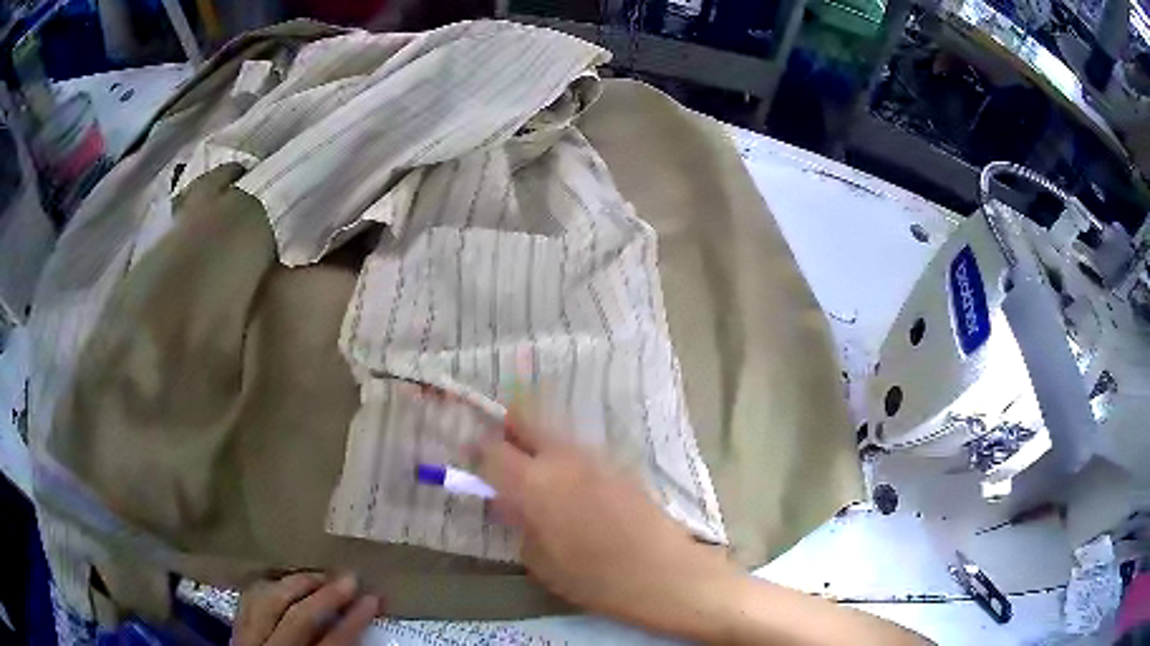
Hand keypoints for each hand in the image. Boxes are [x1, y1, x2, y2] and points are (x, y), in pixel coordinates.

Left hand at [232, 573, 380, 645]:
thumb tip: (362, 636)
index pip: (334, 643)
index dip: (356, 620)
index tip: (375, 598)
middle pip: (299, 618)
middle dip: (327, 595)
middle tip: (350, 578)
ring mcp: (248, 641)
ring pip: (268, 601)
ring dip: (295, 584)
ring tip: (318, 576)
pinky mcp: (235, 632)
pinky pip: (248, 601)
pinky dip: (267, 588)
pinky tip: (283, 583)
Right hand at [475, 410, 736, 633]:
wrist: (664, 573)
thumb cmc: (594, 579)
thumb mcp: (540, 560)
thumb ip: (518, 522)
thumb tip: (507, 499)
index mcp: (534, 482)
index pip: (491, 450)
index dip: (477, 454)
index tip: (474, 465)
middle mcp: (563, 457)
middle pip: (525, 418)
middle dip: (508, 430)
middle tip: (504, 456)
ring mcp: (595, 456)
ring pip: (555, 432)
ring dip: (538, 444)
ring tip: (540, 476)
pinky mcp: (619, 464)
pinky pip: (580, 450)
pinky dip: (566, 459)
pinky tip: (574, 488)